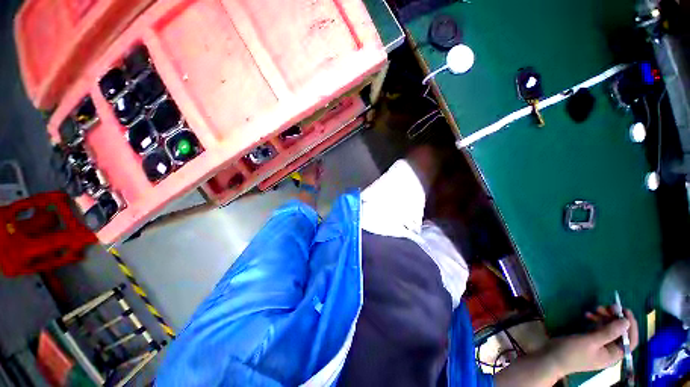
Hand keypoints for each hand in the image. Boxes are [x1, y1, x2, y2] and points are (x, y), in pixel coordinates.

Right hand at [548, 306, 638, 376]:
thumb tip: (626, 322)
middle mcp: (609, 350)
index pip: (630, 340)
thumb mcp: (590, 341)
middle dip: (614, 318)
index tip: (624, 310)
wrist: (551, 358)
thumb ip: (609, 332)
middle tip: (605, 306)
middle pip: (619, 332)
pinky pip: (598, 329)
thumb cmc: (572, 352)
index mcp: (613, 354)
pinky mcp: (589, 341)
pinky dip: (595, 321)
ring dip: (604, 318)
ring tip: (594, 309)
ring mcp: (599, 345)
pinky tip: (586, 315)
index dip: (631, 325)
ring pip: (608, 329)